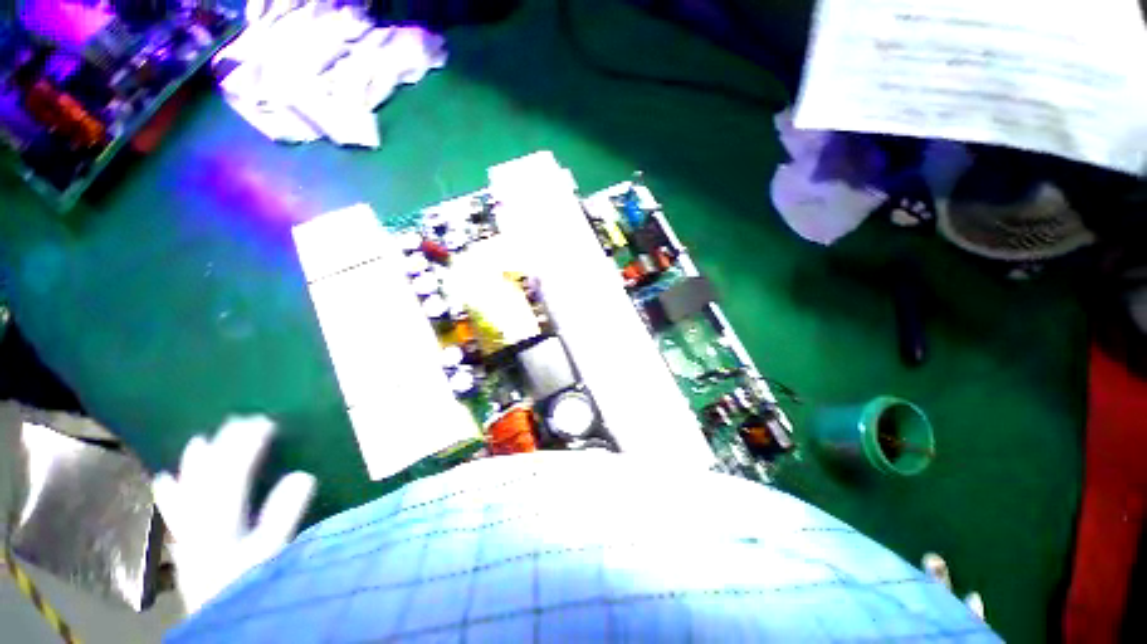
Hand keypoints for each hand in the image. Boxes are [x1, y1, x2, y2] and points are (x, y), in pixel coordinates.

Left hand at [152, 416, 315, 614]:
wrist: (218, 621)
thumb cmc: (248, 587)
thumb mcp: (272, 554)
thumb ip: (283, 517)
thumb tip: (302, 475)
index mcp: (222, 521)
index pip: (234, 473)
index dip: (249, 445)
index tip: (268, 421)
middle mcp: (199, 522)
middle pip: (208, 477)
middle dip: (224, 446)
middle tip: (241, 420)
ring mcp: (188, 534)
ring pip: (187, 491)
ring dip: (194, 464)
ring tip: (199, 440)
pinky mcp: (186, 546)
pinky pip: (173, 514)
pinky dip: (170, 495)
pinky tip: (163, 480)